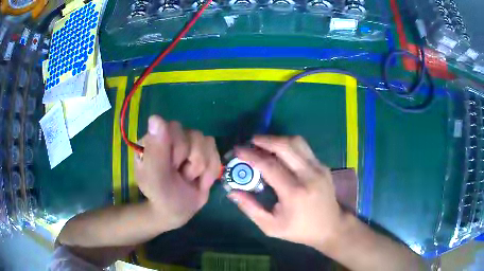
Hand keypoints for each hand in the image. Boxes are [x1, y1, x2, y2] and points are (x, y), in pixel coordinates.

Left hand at [135, 115, 220, 230]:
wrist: (178, 210)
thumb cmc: (162, 196)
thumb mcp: (155, 179)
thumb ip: (156, 151)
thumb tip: (155, 118)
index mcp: (153, 139)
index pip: (173, 129)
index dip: (178, 152)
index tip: (172, 169)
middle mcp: (170, 136)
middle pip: (193, 135)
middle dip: (191, 163)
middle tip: (180, 176)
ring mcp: (188, 142)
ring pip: (206, 142)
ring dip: (201, 168)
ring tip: (189, 178)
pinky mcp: (203, 150)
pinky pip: (215, 151)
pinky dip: (210, 170)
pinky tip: (200, 179)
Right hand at [228, 135, 343, 250]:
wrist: (331, 227)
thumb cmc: (299, 230)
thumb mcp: (271, 226)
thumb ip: (250, 208)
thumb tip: (232, 191)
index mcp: (294, 193)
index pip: (269, 165)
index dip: (251, 155)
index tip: (238, 150)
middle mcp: (308, 175)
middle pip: (285, 146)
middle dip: (265, 140)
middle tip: (251, 141)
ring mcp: (319, 168)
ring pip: (297, 142)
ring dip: (278, 139)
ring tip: (264, 143)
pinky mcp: (323, 166)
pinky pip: (304, 148)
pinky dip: (289, 145)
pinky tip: (280, 152)